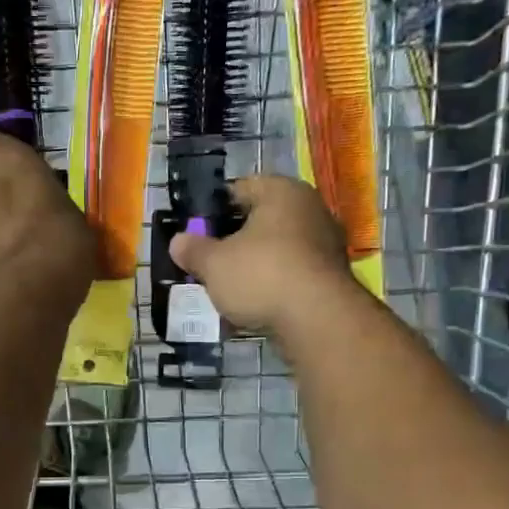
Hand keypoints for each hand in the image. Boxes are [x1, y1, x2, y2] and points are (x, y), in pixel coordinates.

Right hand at [170, 175, 354, 331]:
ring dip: (251, 267)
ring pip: (275, 250)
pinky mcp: (330, 277)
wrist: (318, 320)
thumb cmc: (261, 275)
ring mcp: (325, 244)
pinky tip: (251, 308)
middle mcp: (309, 209)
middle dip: (232, 242)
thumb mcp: (213, 263)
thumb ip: (193, 250)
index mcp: (281, 191)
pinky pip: (290, 275)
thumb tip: (178, 241)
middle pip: (259, 221)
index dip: (212, 210)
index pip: (239, 189)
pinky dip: (271, 287)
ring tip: (226, 290)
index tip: (194, 232)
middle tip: (207, 263)